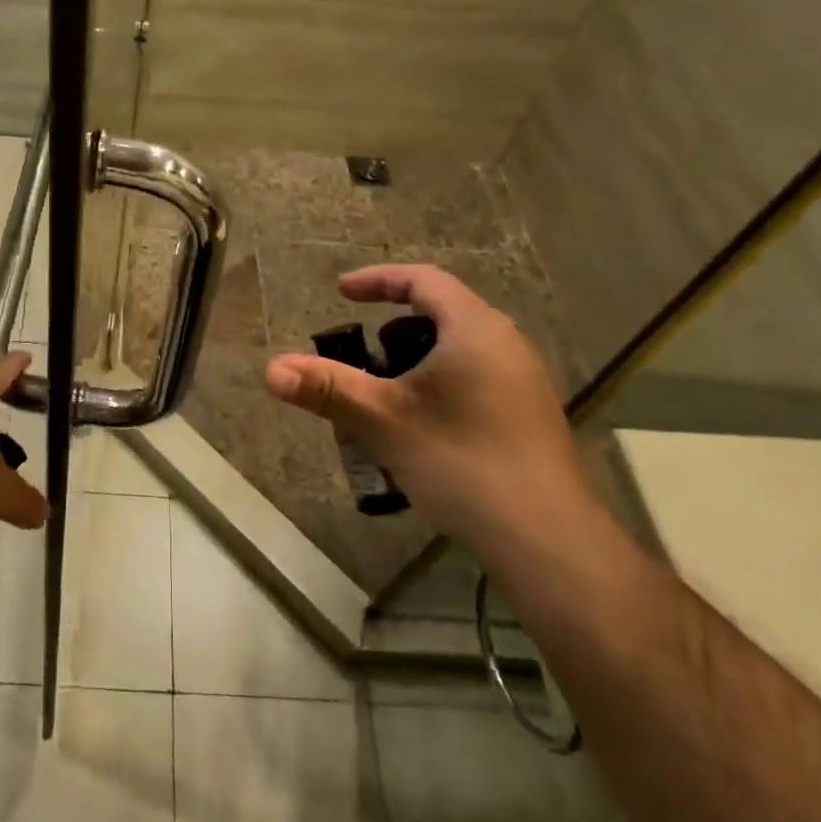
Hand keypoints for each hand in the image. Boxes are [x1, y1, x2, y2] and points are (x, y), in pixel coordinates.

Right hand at [263, 265, 590, 548]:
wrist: (548, 541)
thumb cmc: (463, 463)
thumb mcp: (384, 421)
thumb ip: (327, 389)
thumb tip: (271, 370)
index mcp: (475, 329)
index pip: (423, 280)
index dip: (378, 280)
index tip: (341, 292)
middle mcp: (507, 343)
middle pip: (443, 311)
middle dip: (394, 324)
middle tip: (361, 350)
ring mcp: (525, 380)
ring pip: (461, 347)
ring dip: (418, 356)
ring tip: (386, 390)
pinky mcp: (530, 414)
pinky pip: (477, 374)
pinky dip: (441, 380)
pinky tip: (424, 424)